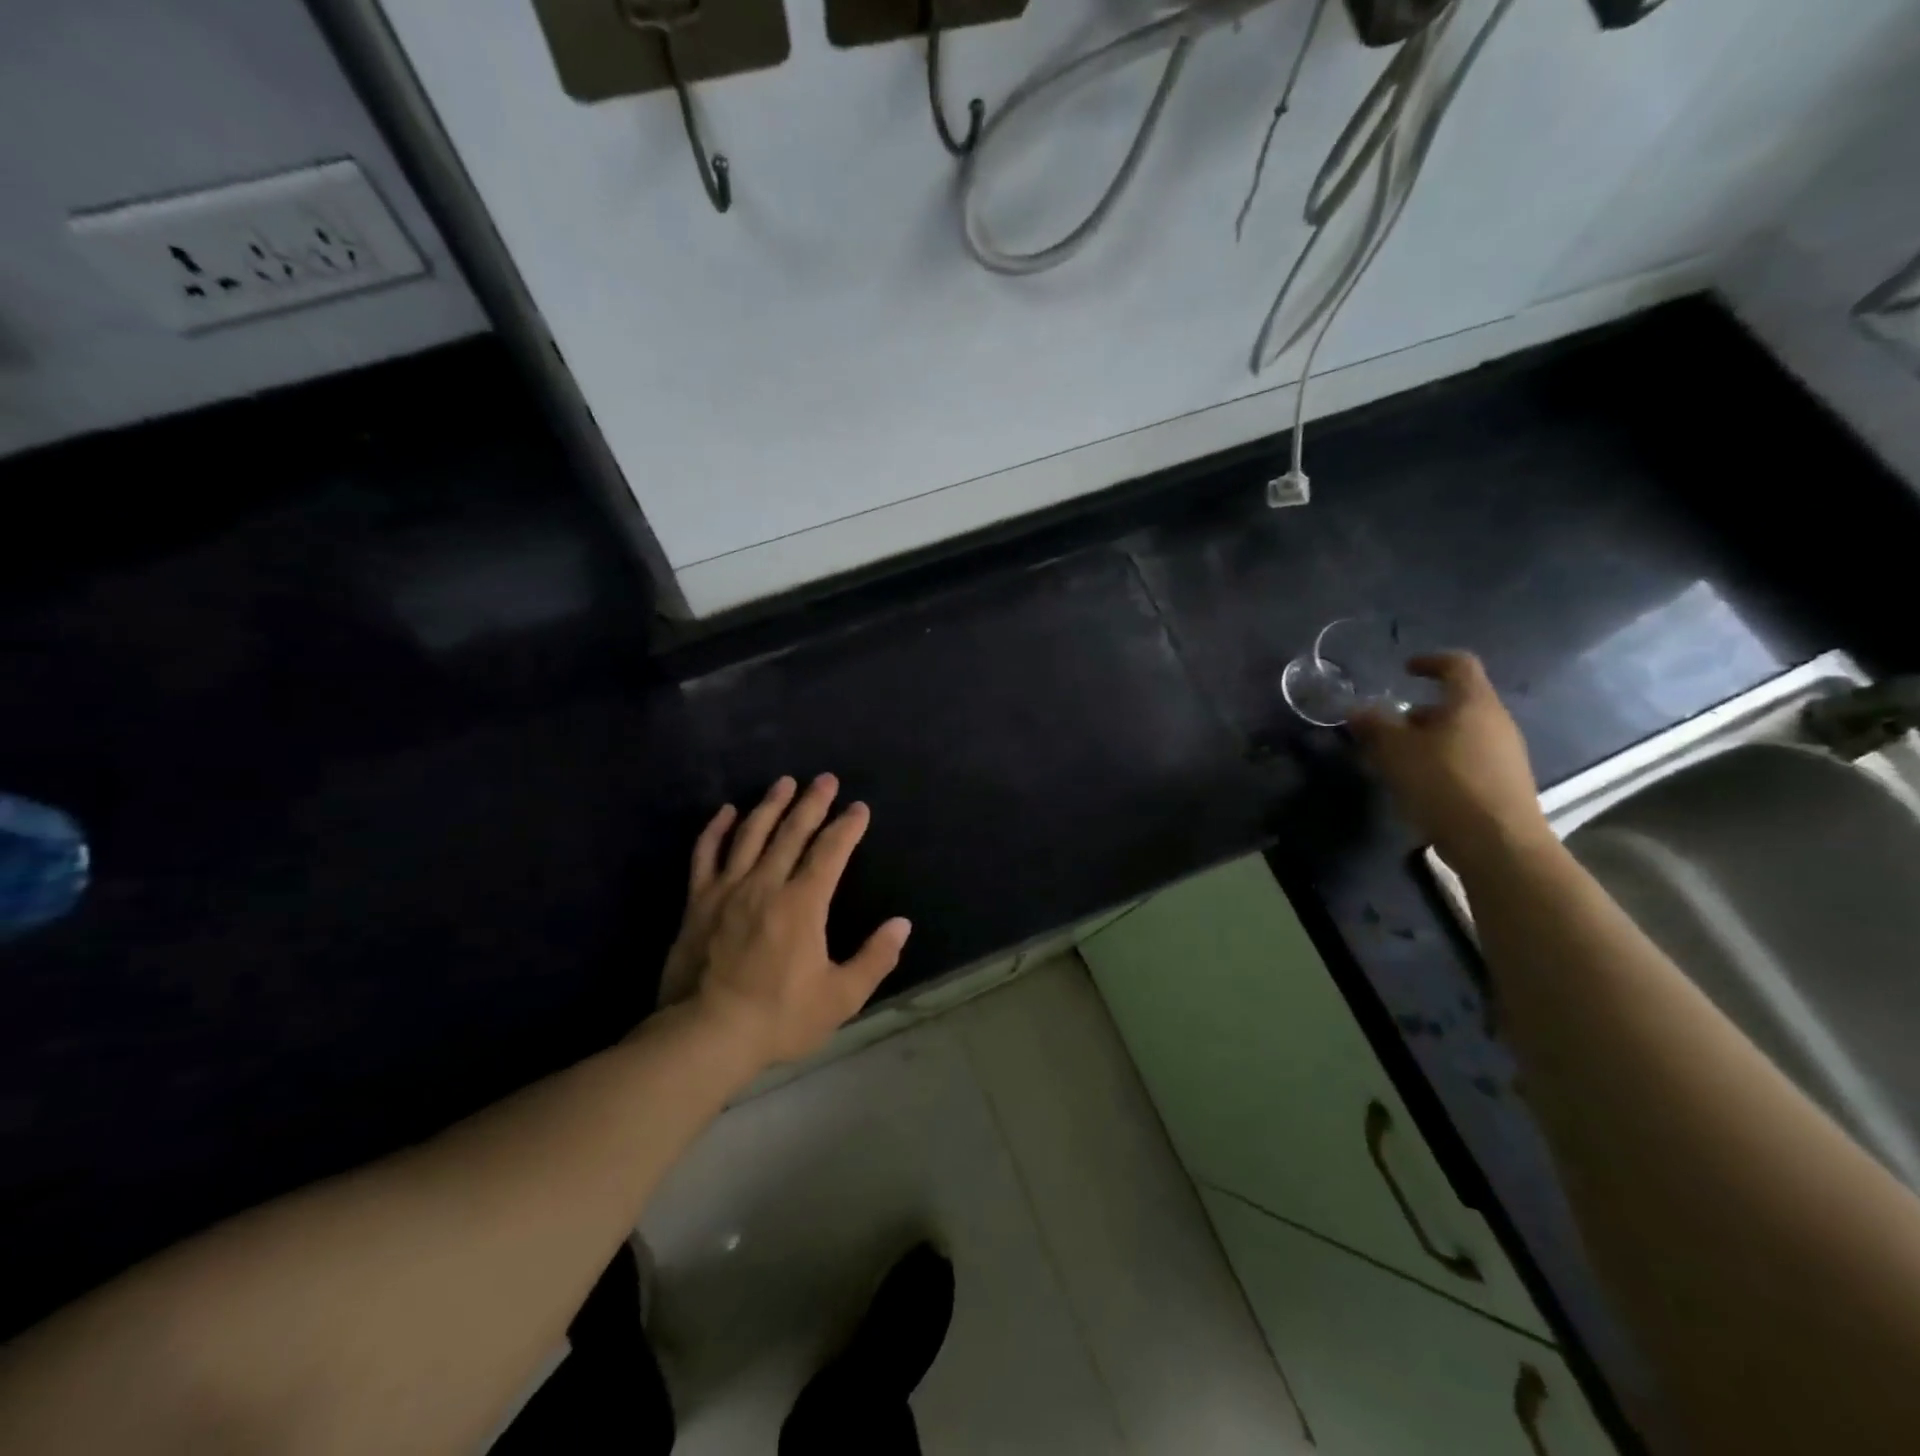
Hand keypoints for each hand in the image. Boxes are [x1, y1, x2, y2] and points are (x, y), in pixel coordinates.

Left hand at [658, 775, 910, 1069]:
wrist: (706, 1035)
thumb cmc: (779, 1017)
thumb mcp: (840, 997)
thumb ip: (874, 958)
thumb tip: (902, 924)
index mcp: (803, 903)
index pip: (830, 852)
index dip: (847, 827)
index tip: (859, 808)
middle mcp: (766, 884)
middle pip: (792, 832)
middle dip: (813, 803)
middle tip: (825, 779)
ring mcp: (728, 889)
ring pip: (751, 834)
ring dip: (770, 805)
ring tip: (784, 782)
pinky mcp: (698, 901)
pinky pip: (706, 854)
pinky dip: (716, 830)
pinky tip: (726, 812)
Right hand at [1348, 652, 1553, 871]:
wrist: (1497, 842)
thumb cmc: (1444, 783)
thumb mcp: (1395, 750)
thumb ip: (1374, 725)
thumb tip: (1357, 710)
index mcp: (1473, 704)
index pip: (1458, 665)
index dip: (1430, 661)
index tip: (1405, 670)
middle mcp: (1496, 722)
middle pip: (1456, 703)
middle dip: (1418, 712)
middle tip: (1387, 728)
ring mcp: (1505, 754)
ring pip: (1460, 733)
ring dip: (1427, 739)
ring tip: (1395, 760)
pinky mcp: (1503, 783)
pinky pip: (1466, 759)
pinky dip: (1440, 761)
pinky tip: (1418, 784)